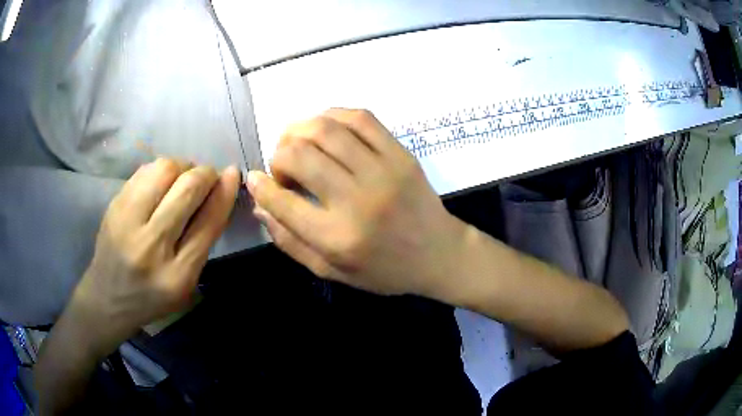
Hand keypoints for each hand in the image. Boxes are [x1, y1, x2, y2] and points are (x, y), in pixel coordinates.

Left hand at [68, 159, 239, 356]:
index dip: (225, 192)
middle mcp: (151, 245)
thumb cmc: (152, 296)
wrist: (108, 297)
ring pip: (164, 169)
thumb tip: (220, 190)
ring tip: (182, 179)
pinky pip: (145, 170)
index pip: (208, 222)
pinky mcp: (114, 205)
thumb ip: (202, 239)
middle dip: (205, 174)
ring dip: (182, 167)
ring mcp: (127, 221)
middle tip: (206, 178)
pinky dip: (161, 170)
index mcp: (177, 275)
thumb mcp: (185, 281)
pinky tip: (161, 183)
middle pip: (187, 189)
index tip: (233, 173)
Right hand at [247, 109, 467, 296]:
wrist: (439, 254)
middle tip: (283, 167)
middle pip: (299, 155)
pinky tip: (325, 128)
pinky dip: (333, 115)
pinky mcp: (400, 154)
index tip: (256, 179)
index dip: (260, 186)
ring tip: (297, 143)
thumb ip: (290, 242)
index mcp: (337, 238)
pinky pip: (360, 118)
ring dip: (299, 130)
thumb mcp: (332, 271)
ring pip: (325, 129)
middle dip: (278, 156)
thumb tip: (259, 205)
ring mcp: (383, 171)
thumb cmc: (385, 270)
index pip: (282, 200)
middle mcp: (357, 200)